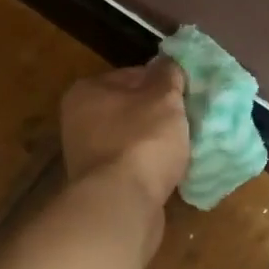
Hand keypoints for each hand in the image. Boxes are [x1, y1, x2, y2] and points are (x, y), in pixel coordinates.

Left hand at [60, 59, 190, 214]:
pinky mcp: (101, 187)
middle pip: (130, 110)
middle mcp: (79, 122)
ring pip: (132, 141)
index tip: (186, 94)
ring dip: (155, 145)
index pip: (131, 75)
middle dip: (158, 116)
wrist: (123, 205)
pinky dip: (149, 169)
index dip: (162, 82)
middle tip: (189, 121)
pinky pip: (132, 169)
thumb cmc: (142, 141)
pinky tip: (170, 173)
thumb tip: (168, 64)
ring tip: (184, 148)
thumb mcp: (164, 98)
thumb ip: (168, 76)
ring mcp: (88, 158)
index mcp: (86, 92)